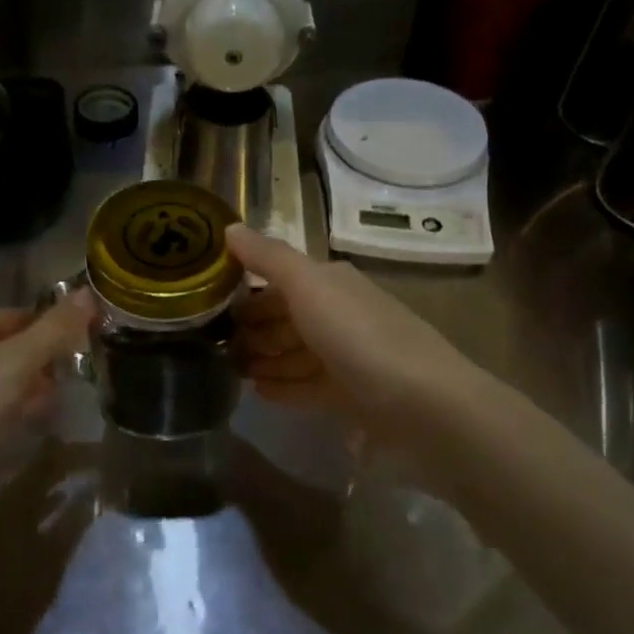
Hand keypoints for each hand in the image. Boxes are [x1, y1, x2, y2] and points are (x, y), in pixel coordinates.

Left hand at [0, 290, 94, 524]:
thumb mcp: (18, 363)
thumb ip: (55, 329)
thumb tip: (89, 292)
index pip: (17, 314)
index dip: (53, 325)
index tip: (89, 341)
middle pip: (12, 347)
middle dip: (46, 360)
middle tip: (81, 373)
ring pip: (6, 380)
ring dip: (35, 388)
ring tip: (65, 399)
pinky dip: (19, 412)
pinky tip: (38, 423)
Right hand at [227, 224, 485, 447]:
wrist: (424, 406)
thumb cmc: (360, 338)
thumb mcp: (309, 287)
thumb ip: (269, 258)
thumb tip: (230, 227)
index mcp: (332, 284)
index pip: (280, 281)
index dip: (246, 293)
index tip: (208, 308)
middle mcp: (341, 315)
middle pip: (287, 318)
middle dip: (254, 329)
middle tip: (215, 347)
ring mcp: (348, 358)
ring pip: (296, 354)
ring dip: (266, 359)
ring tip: (232, 371)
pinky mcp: (353, 396)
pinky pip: (308, 387)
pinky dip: (284, 387)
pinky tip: (259, 394)